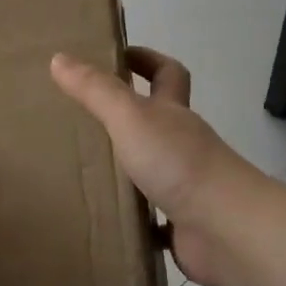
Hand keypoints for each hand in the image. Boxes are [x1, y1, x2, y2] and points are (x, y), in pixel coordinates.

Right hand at [49, 49, 249, 285]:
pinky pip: (152, 221)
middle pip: (157, 122)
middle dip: (126, 118)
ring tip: (80, 173)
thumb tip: (59, 57)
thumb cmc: (178, 163)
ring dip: (125, 171)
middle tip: (81, 119)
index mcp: (173, 113)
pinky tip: (106, 222)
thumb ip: (96, 90)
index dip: (146, 59)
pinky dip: (133, 221)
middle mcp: (182, 145)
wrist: (226, 229)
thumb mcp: (130, 117)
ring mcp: (185, 186)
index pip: (167, 73)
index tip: (116, 55)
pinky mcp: (182, 225)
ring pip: (151, 171)